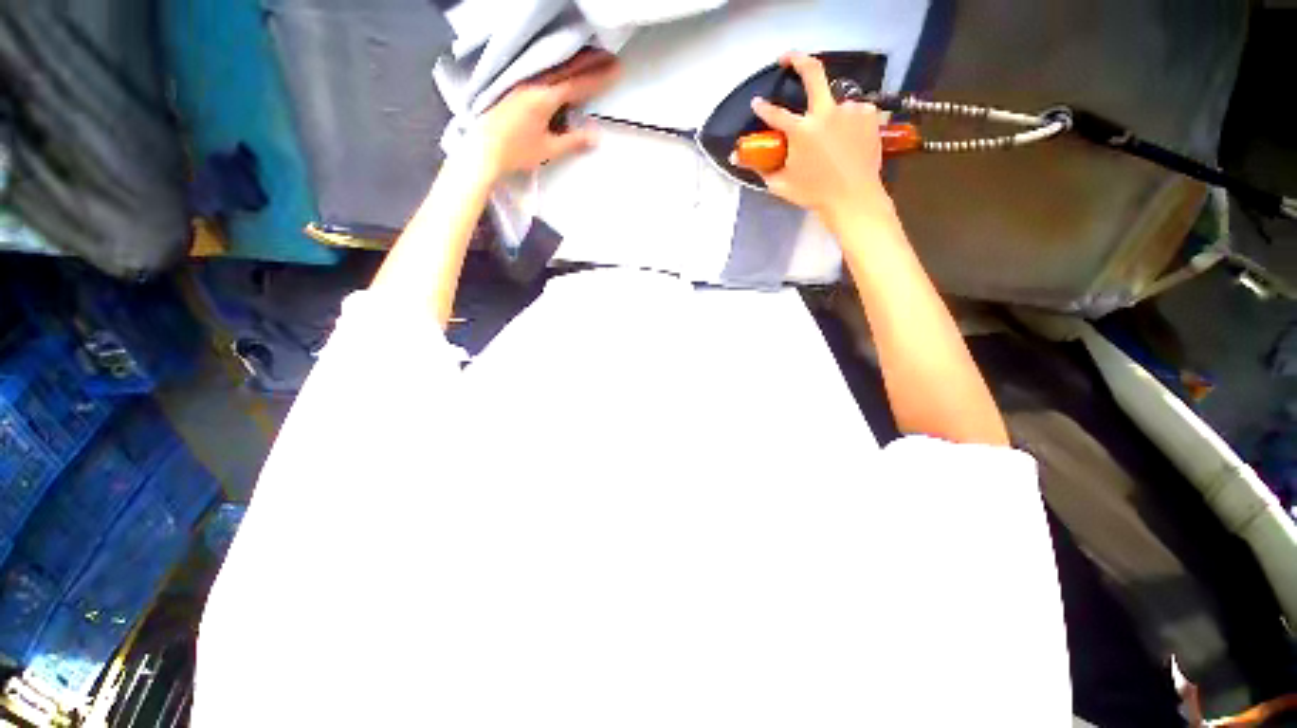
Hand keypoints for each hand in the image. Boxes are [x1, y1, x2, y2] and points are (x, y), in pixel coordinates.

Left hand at [472, 55, 619, 180]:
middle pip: (566, 69)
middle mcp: (534, 84)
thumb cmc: (517, 151)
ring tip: (591, 59)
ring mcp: (523, 83)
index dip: (598, 78)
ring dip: (574, 62)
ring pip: (554, 68)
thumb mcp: (549, 149)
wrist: (484, 149)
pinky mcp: (516, 88)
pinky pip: (542, 72)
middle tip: (609, 57)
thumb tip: (595, 136)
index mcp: (545, 98)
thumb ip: (573, 140)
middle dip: (589, 63)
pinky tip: (564, 70)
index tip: (615, 70)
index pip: (577, 84)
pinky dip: (558, 68)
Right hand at [741, 53, 894, 228]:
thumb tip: (741, 160)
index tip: (758, 102)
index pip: (775, 113)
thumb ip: (762, 169)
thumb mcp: (782, 185)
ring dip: (829, 115)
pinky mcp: (869, 114)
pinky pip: (853, 111)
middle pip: (812, 72)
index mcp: (801, 131)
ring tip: (831, 138)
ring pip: (834, 103)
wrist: (853, 197)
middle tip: (787, 58)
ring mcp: (849, 110)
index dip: (763, 108)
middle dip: (797, 59)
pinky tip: (847, 139)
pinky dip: (847, 122)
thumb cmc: (814, 193)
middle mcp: (825, 113)